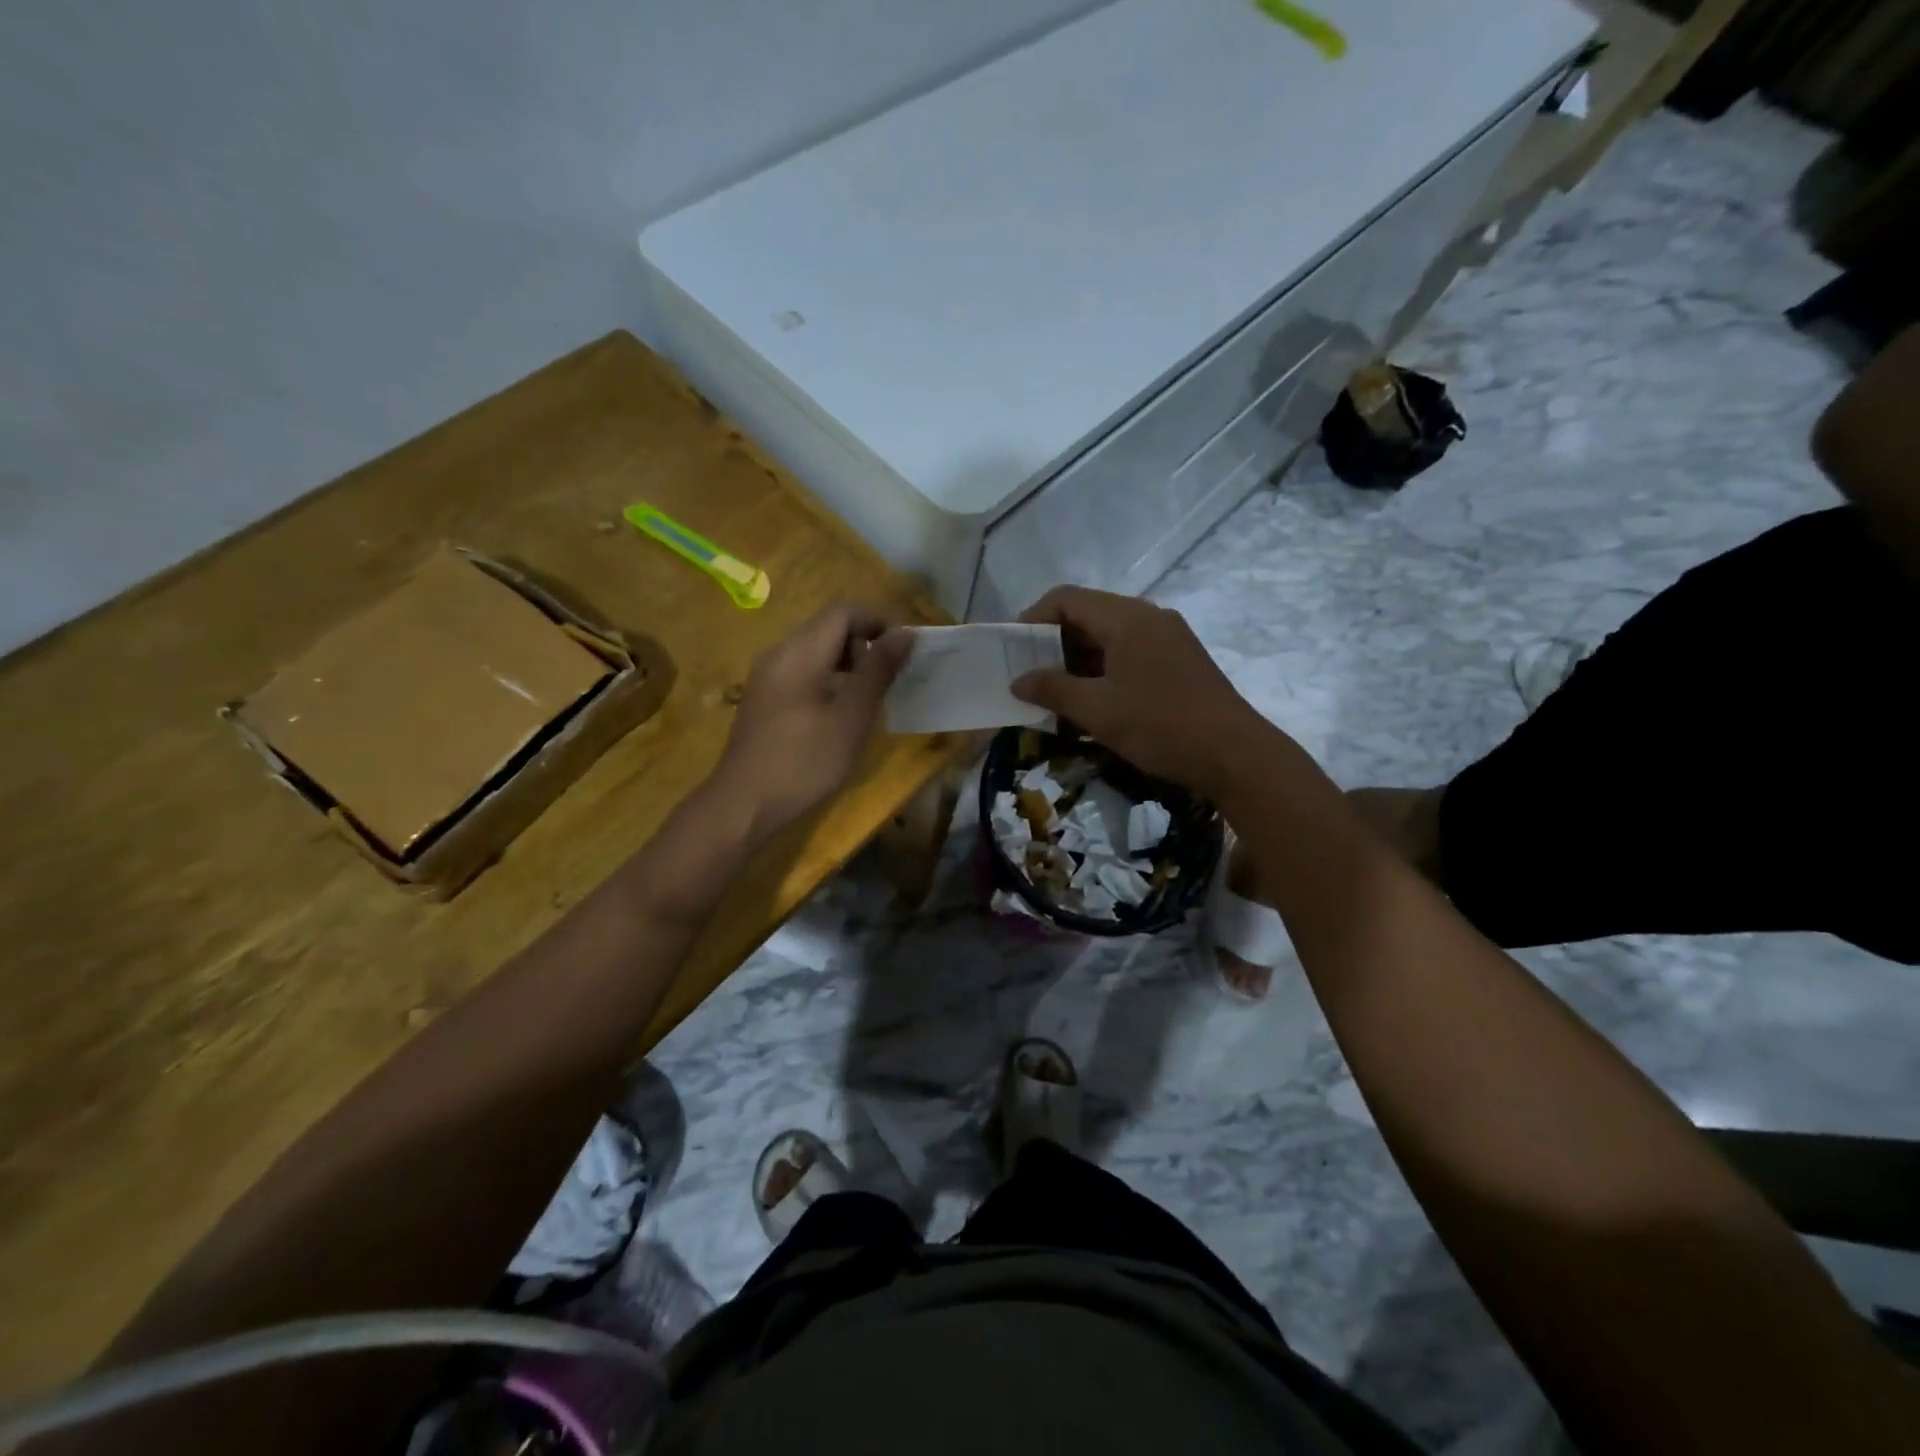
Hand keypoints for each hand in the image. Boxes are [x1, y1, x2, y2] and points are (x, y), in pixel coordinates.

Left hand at [713, 604, 910, 835]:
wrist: (743, 805)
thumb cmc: (803, 762)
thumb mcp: (851, 717)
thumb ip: (878, 671)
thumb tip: (904, 633)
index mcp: (800, 652)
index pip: (843, 611)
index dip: (879, 621)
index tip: (905, 650)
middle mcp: (779, 654)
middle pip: (828, 627)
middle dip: (865, 642)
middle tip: (892, 677)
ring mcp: (767, 676)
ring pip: (815, 650)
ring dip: (849, 662)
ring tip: (872, 695)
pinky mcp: (764, 699)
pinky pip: (802, 671)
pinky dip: (829, 678)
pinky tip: (842, 712)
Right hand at [1011, 586, 1261, 796]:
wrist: (1234, 754)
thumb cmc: (1160, 726)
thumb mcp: (1097, 710)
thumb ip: (1053, 689)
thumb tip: (1019, 680)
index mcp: (1127, 618)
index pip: (1066, 599)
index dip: (1033, 618)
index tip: (1014, 650)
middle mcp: (1149, 617)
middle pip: (1089, 614)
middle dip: (1054, 642)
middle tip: (1030, 675)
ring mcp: (1169, 637)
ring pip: (1110, 635)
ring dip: (1079, 659)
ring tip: (1057, 692)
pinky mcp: (1181, 660)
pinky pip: (1131, 651)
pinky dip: (1105, 668)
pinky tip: (1095, 700)